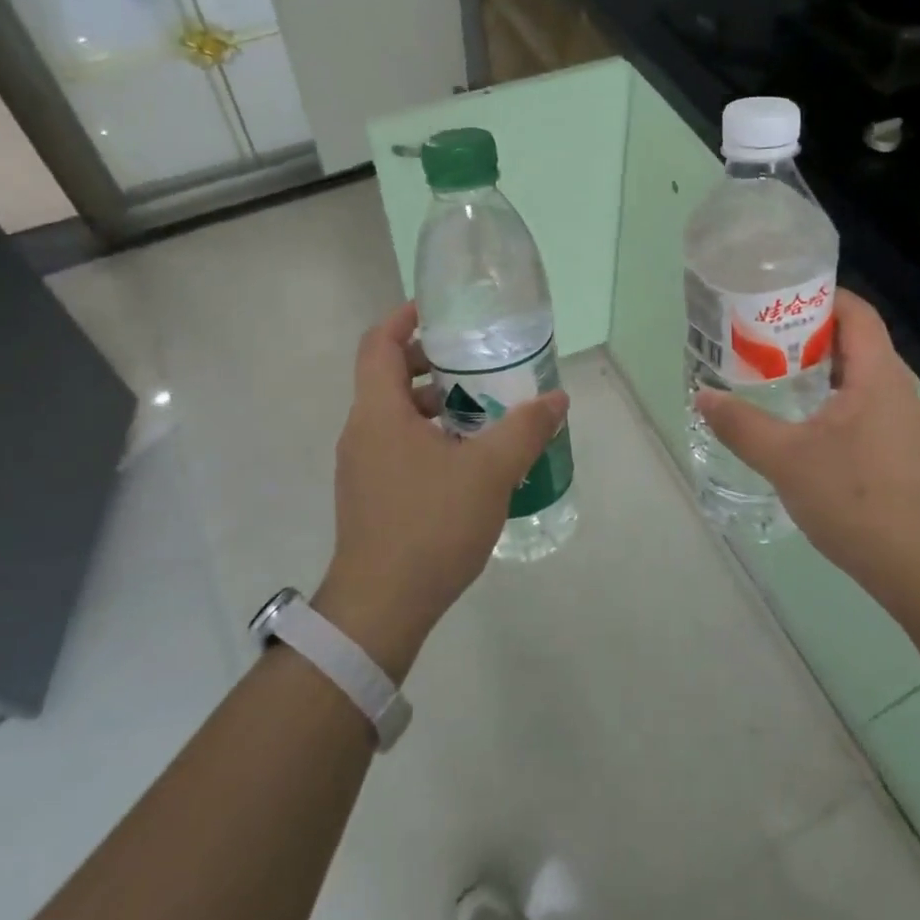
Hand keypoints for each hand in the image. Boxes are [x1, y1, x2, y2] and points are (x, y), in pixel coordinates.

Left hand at [316, 301, 569, 679]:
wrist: (381, 608)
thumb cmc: (430, 526)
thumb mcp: (490, 472)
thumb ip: (526, 430)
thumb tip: (557, 399)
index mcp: (379, 412)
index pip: (379, 344)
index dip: (404, 318)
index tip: (438, 310)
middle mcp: (362, 432)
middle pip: (388, 377)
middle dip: (430, 362)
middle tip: (475, 362)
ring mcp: (361, 467)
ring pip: (395, 415)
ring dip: (433, 403)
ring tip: (482, 410)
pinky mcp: (370, 495)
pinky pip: (397, 446)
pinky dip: (428, 435)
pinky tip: (468, 459)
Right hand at [695, 289, 919, 606]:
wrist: (917, 565)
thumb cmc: (855, 498)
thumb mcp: (786, 459)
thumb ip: (741, 425)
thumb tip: (703, 396)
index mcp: (877, 374)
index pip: (855, 311)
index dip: (818, 294)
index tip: (773, 297)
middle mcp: (893, 386)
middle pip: (851, 337)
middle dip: (805, 329)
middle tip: (756, 333)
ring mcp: (896, 417)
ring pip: (852, 372)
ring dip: (813, 364)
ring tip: (766, 367)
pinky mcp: (892, 444)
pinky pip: (856, 399)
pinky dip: (824, 394)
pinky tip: (793, 415)